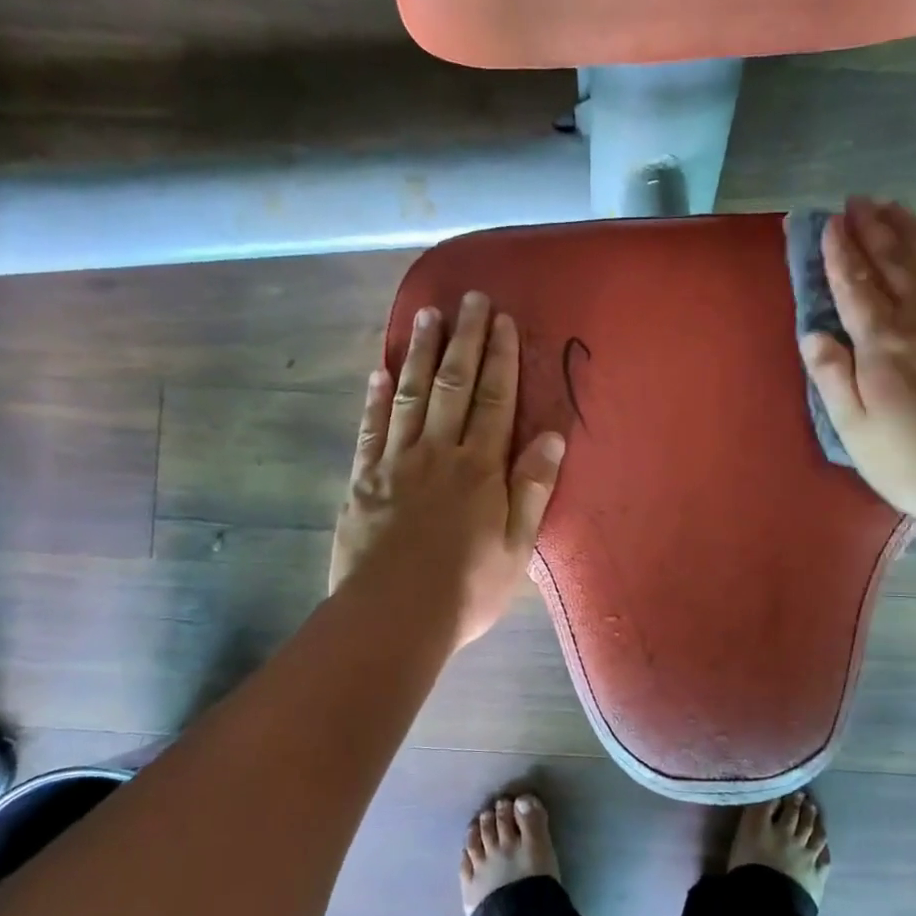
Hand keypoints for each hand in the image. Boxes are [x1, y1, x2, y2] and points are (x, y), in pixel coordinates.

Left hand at [329, 291, 566, 648]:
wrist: (393, 617)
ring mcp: (396, 463)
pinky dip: (375, 397)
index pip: (493, 401)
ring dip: (419, 353)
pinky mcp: (363, 481)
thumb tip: (552, 436)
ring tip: (426, 314)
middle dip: (463, 340)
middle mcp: (438, 454)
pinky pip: (370, 429)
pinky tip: (378, 370)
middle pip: (452, 385)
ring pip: (410, 396)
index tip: (501, 321)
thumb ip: (532, 488)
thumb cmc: (466, 588)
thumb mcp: (517, 546)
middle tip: (468, 298)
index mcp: (480, 469)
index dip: (499, 358)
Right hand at [801, 197, 915, 527]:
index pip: (855, 282)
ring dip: (911, 231)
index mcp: (882, 340)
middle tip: (858, 200)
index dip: (839, 251)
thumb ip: (832, 376)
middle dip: (873, 227)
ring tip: (895, 208)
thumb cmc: (915, 459)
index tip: (827, 222)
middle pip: (895, 259)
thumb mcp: (855, 429)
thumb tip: (813, 333)